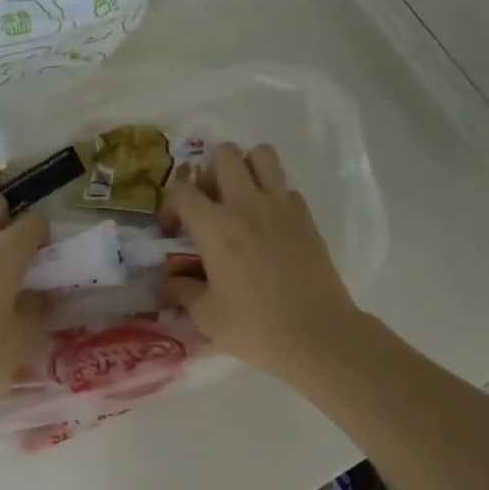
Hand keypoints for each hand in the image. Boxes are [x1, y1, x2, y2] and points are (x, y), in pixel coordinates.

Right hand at [162, 143, 366, 384]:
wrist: (318, 335)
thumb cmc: (256, 327)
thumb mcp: (207, 316)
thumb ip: (183, 292)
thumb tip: (169, 283)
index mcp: (215, 226)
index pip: (182, 190)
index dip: (171, 205)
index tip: (173, 231)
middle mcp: (246, 205)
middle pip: (225, 154)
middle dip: (210, 171)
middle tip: (210, 203)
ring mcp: (281, 207)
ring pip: (262, 155)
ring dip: (247, 169)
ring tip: (241, 199)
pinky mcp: (306, 218)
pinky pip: (287, 188)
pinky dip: (275, 196)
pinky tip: (271, 225)